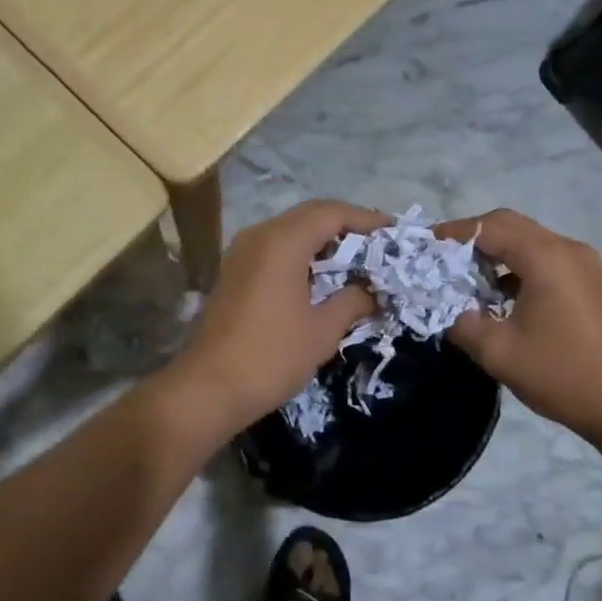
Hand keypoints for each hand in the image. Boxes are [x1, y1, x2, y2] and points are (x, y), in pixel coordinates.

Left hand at [172, 199, 387, 438]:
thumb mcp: (322, 330)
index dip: (365, 218)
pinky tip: (321, 276)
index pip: (331, 212)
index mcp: (282, 242)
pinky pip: (276, 247)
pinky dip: (303, 252)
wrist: (207, 388)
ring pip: (291, 229)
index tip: (393, 231)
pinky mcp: (235, 270)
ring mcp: (242, 252)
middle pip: (310, 214)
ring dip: (324, 239)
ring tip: (356, 259)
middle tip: (378, 244)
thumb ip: (352, 301)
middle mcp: (260, 235)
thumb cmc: (271, 356)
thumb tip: (371, 290)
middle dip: (347, 225)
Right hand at [434, 209, 601, 445]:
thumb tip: (442, 306)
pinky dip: (517, 265)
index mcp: (546, 258)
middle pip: (510, 225)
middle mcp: (567, 249)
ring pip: (528, 240)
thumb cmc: (561, 375)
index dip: (454, 232)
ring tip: (466, 276)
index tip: (424, 244)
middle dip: (472, 237)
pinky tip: (500, 294)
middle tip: (441, 257)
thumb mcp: (498, 352)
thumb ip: (461, 322)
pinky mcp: (589, 280)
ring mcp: (583, 263)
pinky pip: (544, 257)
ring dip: (495, 250)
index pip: (490, 227)